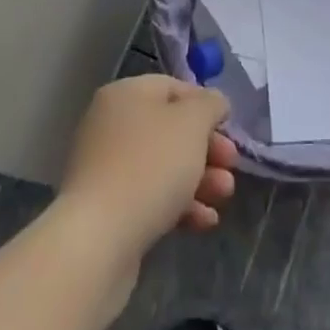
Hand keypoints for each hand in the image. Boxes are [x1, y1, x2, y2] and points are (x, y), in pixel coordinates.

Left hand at [58, 74, 238, 263]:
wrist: (98, 241)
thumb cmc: (150, 166)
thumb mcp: (192, 123)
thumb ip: (210, 105)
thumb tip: (214, 102)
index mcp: (126, 94)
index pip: (173, 88)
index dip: (205, 105)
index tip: (228, 128)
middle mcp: (112, 125)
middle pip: (170, 129)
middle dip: (207, 148)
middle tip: (232, 165)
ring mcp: (107, 169)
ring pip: (163, 166)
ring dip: (199, 179)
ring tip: (224, 196)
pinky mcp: (108, 210)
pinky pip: (150, 197)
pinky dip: (179, 206)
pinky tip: (204, 222)